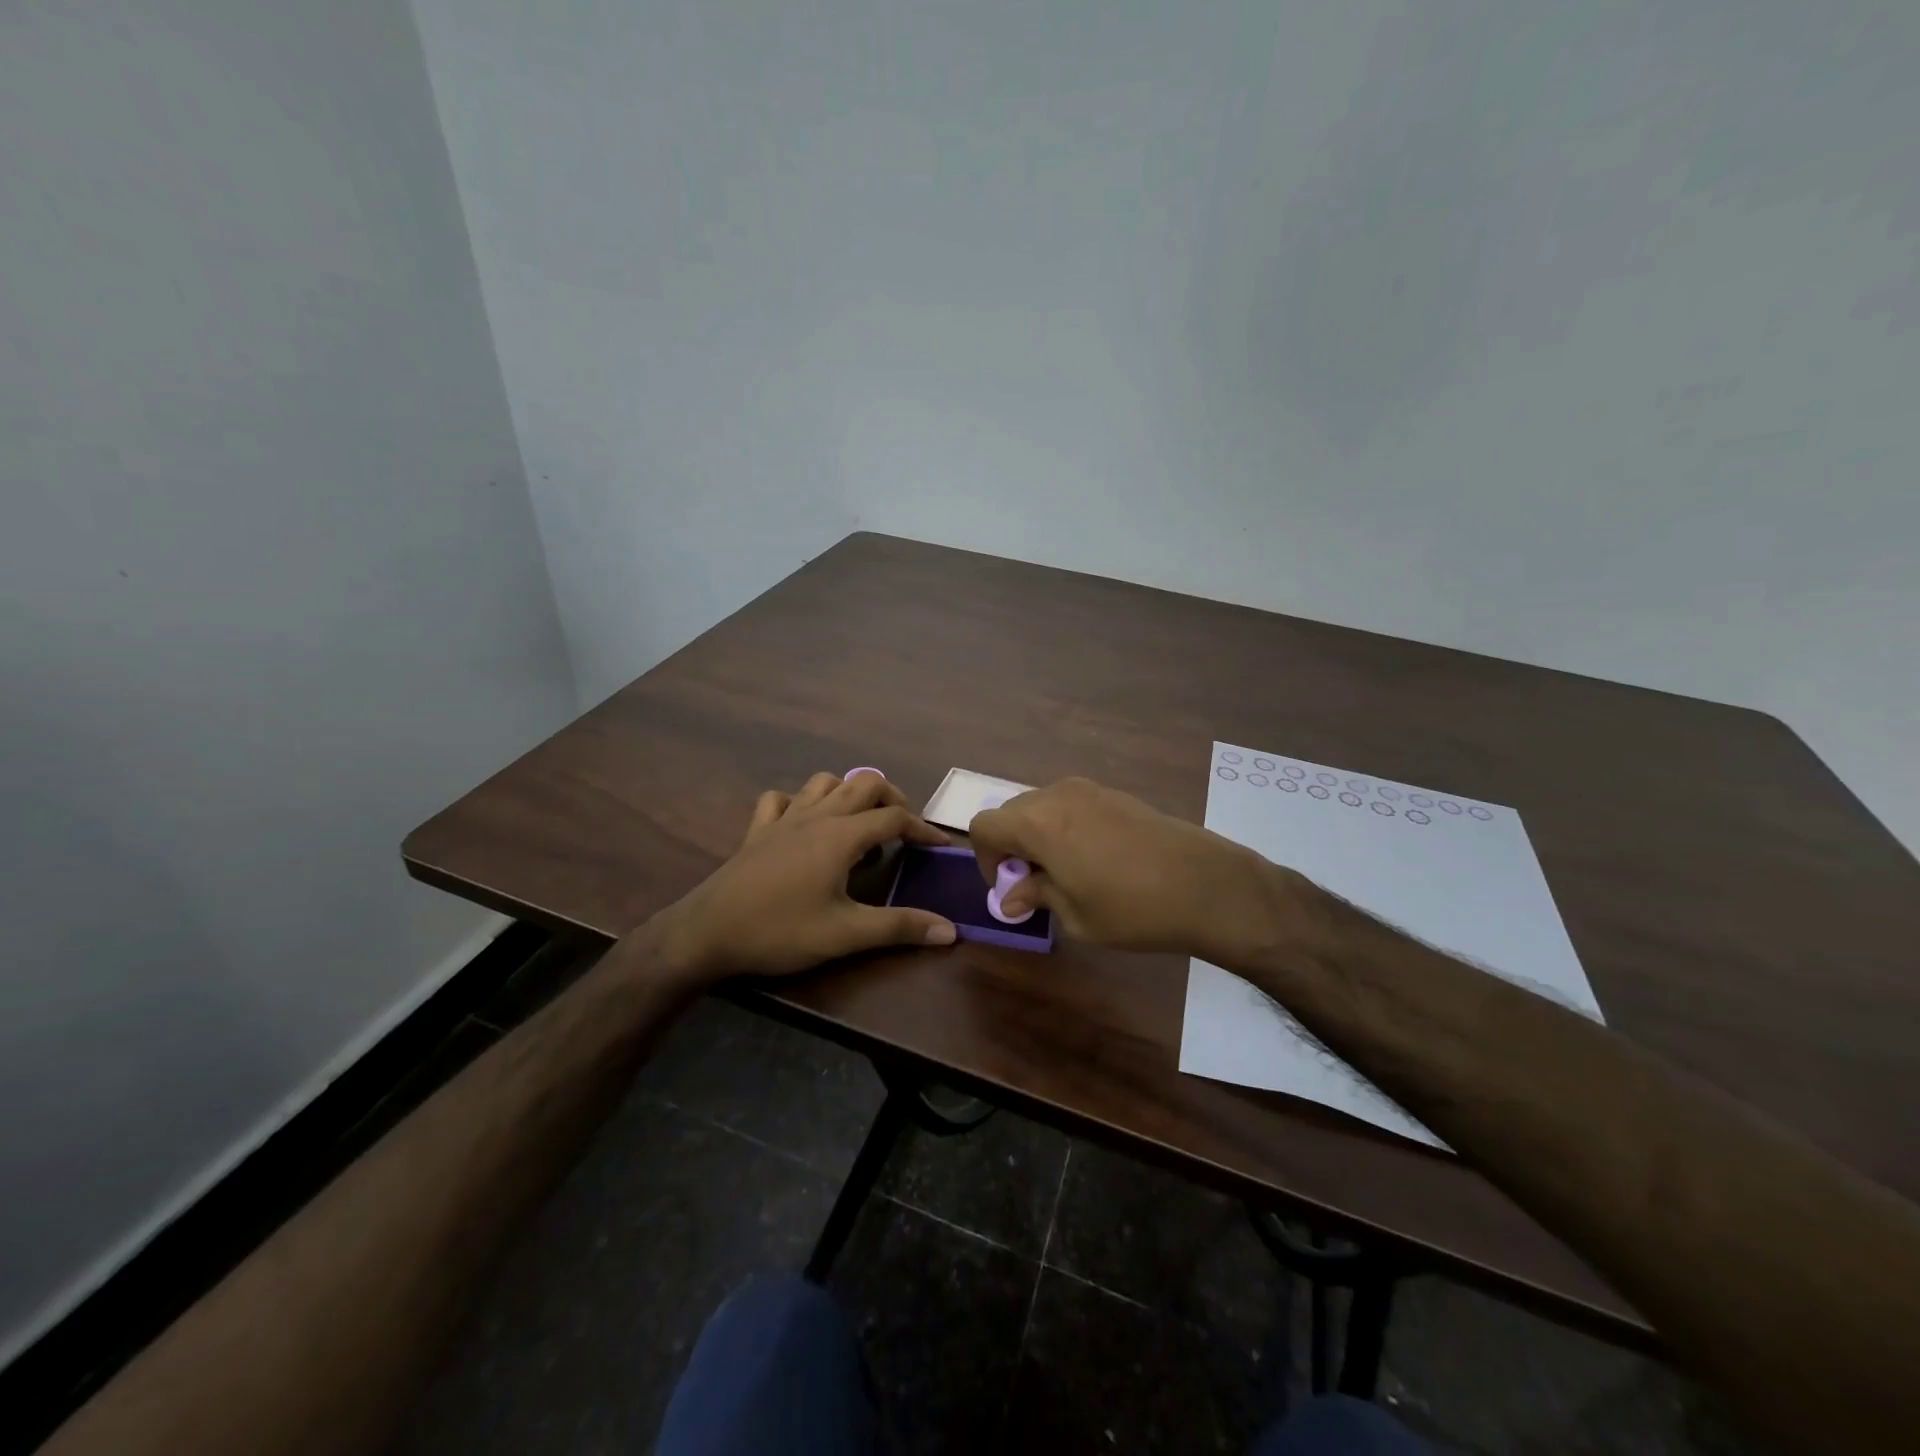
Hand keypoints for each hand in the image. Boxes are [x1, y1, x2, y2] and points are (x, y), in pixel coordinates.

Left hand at [656, 771, 957, 982]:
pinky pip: (782, 799)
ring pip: (825, 782)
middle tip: (903, 829)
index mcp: (842, 835)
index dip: (923, 829)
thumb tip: (951, 930)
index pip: (895, 818)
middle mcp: (817, 815)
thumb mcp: (845, 934)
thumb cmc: (781, 931)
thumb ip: (899, 927)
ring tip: (860, 823)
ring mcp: (784, 818)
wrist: (708, 932)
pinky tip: (804, 824)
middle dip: (892, 798)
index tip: (940, 847)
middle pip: (864, 783)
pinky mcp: (758, 829)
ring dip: (849, 793)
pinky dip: (801, 802)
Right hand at [968, 777, 1294, 960]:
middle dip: (1012, 845)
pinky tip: (1096, 859)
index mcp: (1037, 823)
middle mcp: (1057, 796)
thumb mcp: (1075, 916)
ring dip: (1039, 834)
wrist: (1207, 885)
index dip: (985, 858)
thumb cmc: (1132, 909)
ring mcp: (1089, 790)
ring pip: (1042, 806)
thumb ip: (1036, 896)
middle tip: (1036, 883)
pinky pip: (1071, 805)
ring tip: (1067, 872)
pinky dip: (1066, 826)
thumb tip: (1010, 899)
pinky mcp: (1116, 794)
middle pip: (1012, 812)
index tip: (1010, 886)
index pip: (984, 826)